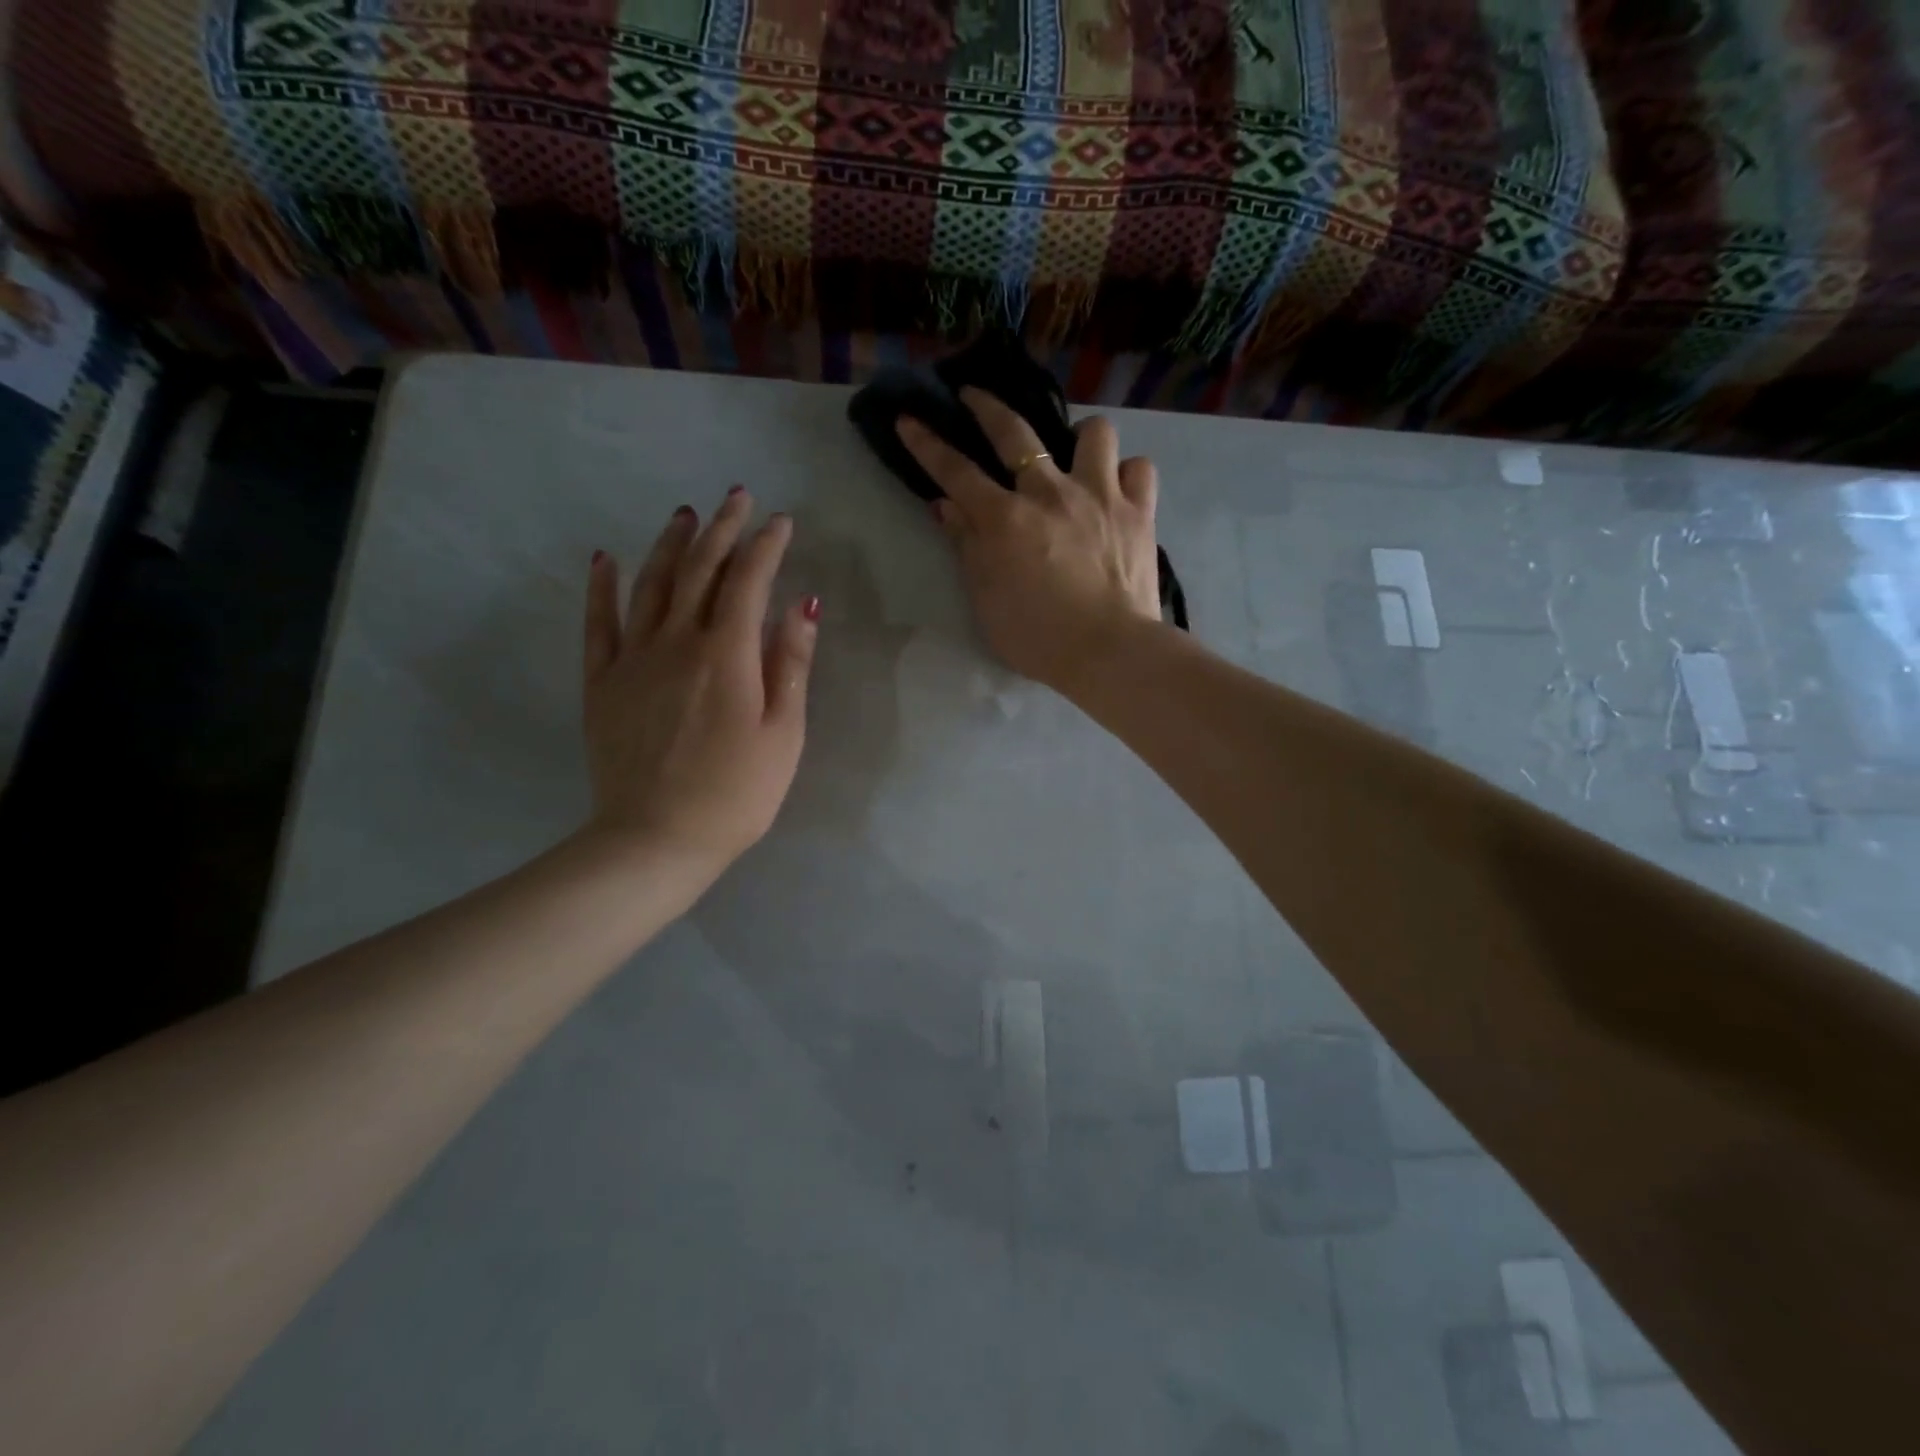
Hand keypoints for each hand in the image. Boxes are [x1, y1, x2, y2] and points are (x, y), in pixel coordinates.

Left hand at [582, 488, 818, 875]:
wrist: (656, 839)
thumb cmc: (736, 793)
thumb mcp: (784, 733)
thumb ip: (790, 664)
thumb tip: (802, 603)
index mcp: (727, 654)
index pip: (748, 581)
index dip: (766, 546)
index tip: (781, 521)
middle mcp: (676, 641)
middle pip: (699, 570)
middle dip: (722, 529)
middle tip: (736, 497)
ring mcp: (632, 658)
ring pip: (651, 585)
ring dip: (669, 544)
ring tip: (685, 515)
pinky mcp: (602, 682)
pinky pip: (598, 623)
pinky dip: (602, 587)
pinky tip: (604, 559)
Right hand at [897, 388, 1161, 694]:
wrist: (1109, 652)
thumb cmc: (1038, 637)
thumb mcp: (986, 599)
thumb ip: (967, 547)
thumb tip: (947, 505)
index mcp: (1006, 520)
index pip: (956, 472)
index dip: (928, 444)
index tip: (909, 418)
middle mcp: (1051, 493)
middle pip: (1015, 433)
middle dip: (987, 406)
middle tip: (974, 395)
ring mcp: (1101, 496)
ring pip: (1094, 433)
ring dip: (1080, 437)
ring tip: (1076, 455)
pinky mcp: (1140, 511)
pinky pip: (1138, 468)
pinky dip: (1126, 473)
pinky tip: (1118, 489)